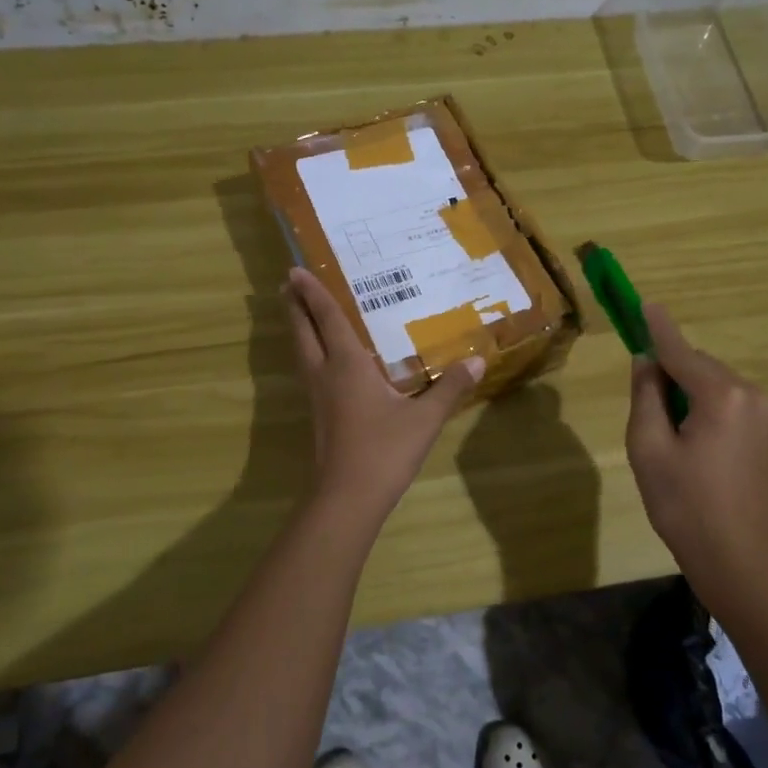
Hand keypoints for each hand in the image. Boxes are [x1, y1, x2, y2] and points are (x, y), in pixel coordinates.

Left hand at [284, 267, 483, 520]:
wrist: (348, 498)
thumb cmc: (384, 450)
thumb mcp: (424, 419)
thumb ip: (450, 388)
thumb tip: (478, 361)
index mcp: (347, 364)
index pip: (328, 318)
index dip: (314, 293)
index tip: (296, 270)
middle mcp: (325, 373)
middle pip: (304, 332)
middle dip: (296, 306)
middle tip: (289, 283)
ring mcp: (318, 396)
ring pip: (302, 352)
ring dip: (299, 328)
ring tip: (299, 312)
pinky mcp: (319, 416)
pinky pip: (310, 371)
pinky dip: (310, 352)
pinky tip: (323, 361)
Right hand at [626, 303, 767, 587]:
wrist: (738, 558)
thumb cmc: (685, 504)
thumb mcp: (648, 447)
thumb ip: (645, 395)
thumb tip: (646, 361)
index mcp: (720, 394)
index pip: (678, 350)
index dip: (656, 327)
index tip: (642, 301)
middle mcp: (747, 392)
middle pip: (694, 364)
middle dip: (666, 371)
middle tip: (641, 408)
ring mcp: (759, 411)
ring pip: (706, 381)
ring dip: (680, 390)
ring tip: (662, 433)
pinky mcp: (761, 429)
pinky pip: (720, 399)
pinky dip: (697, 403)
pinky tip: (683, 437)